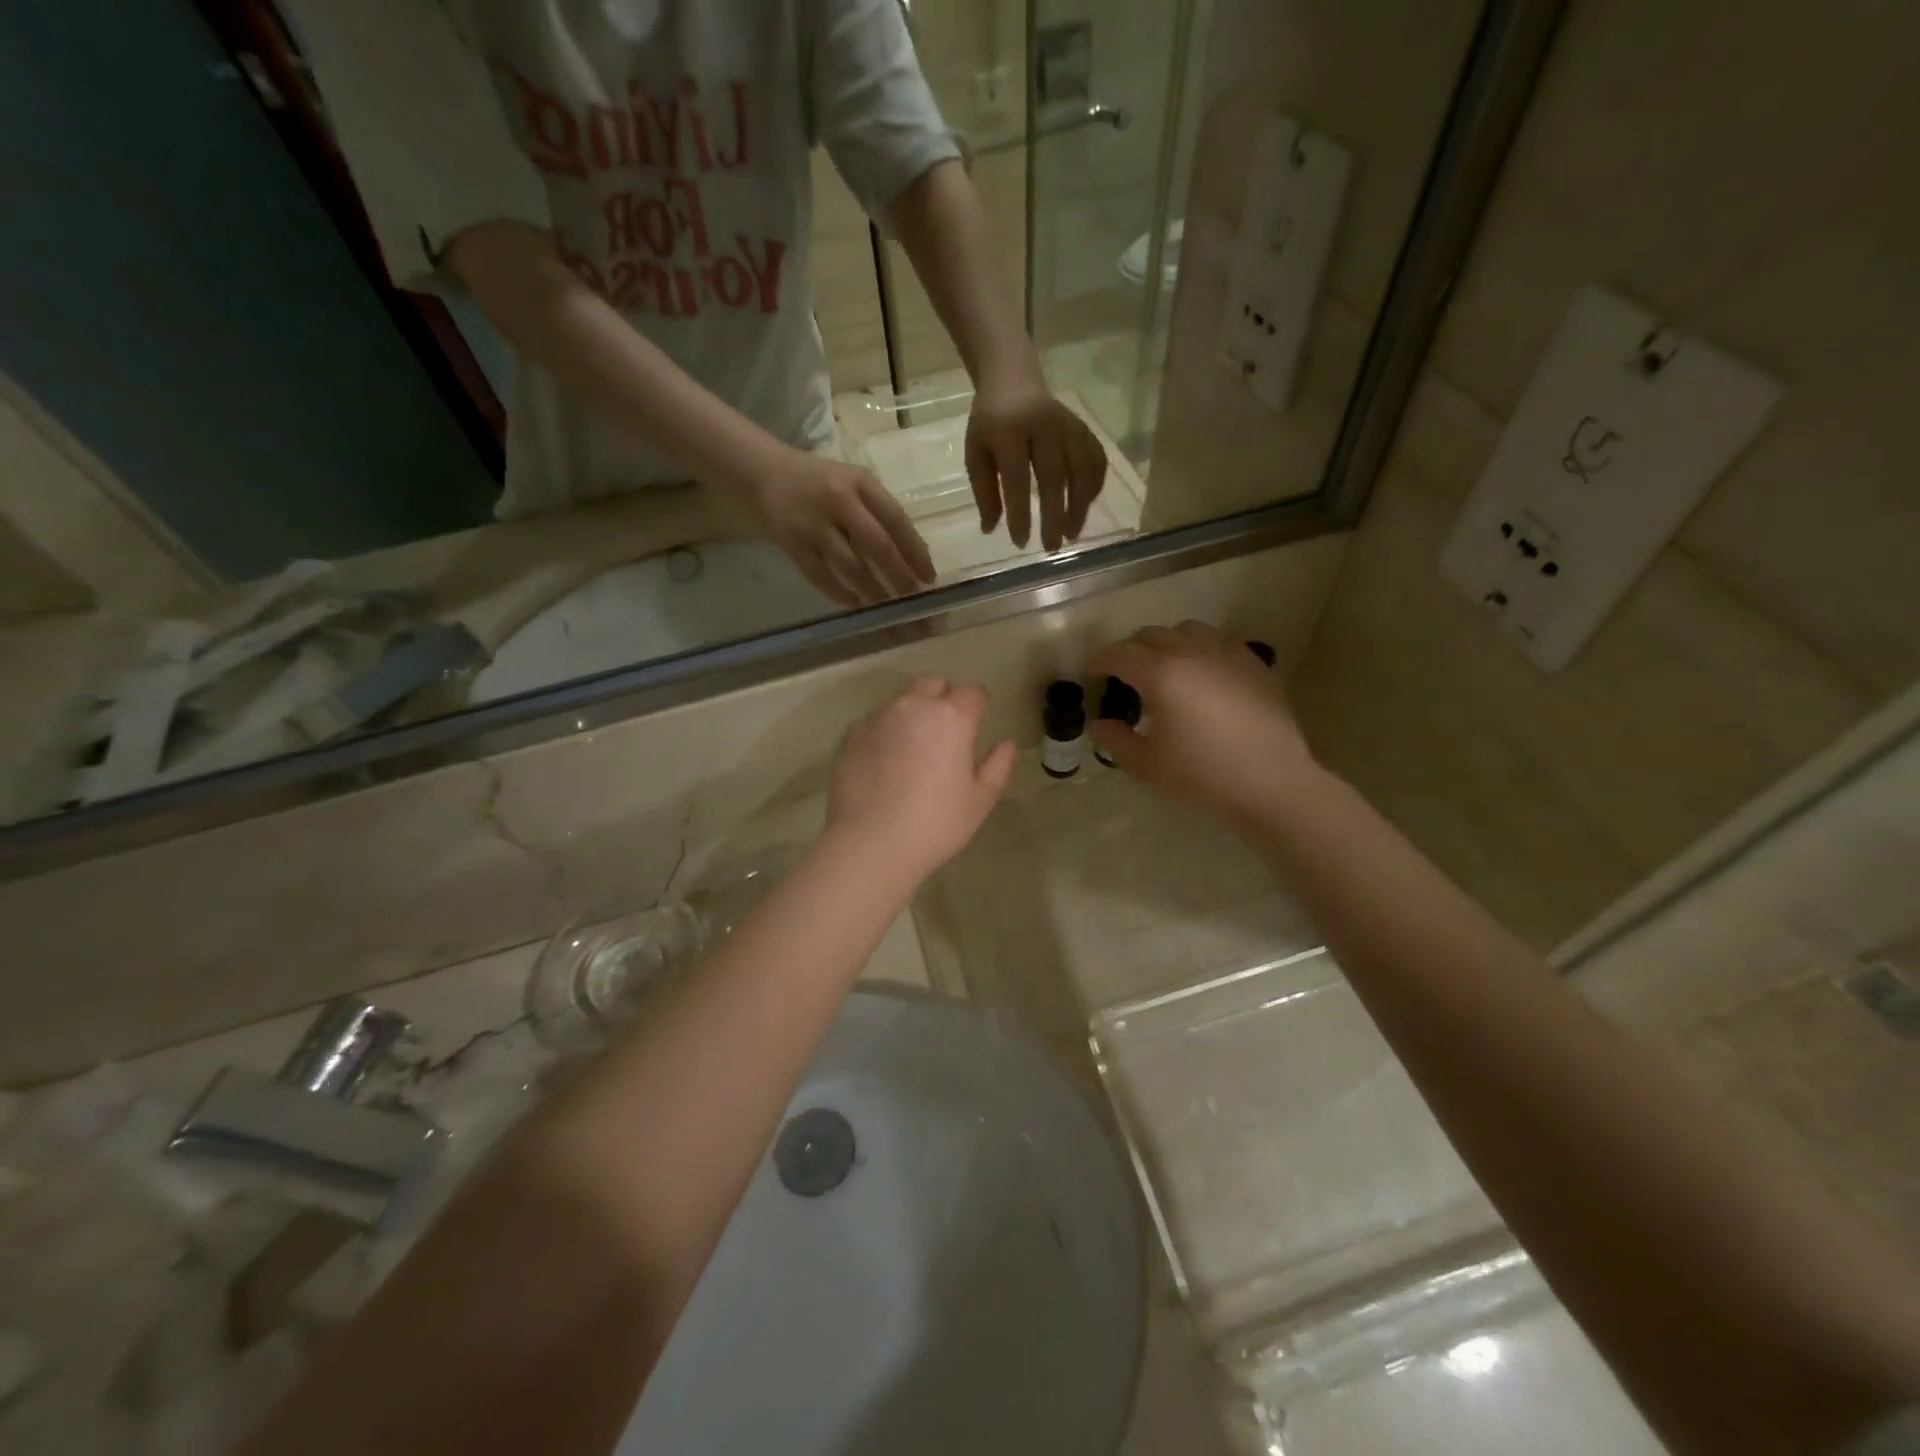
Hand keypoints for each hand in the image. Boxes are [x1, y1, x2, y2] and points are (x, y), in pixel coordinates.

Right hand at [741, 449, 936, 607]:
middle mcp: (838, 501)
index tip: (929, 576)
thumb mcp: (852, 482)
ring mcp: (813, 524)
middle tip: (912, 597)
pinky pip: (821, 577)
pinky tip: (856, 604)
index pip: (897, 521)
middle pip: (877, 545)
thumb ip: (877, 511)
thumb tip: (909, 557)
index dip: (916, 552)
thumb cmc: (818, 480)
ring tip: (887, 606)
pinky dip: (841, 594)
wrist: (762, 472)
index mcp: (860, 483)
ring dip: (873, 590)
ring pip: (851, 566)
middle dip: (899, 575)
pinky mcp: (792, 544)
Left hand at [826, 679, 1017, 882]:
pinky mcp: (850, 736)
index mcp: (951, 716)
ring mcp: (877, 718)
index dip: (979, 704)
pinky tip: (886, 760)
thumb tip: (1007, 744)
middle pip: (932, 685)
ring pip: (900, 700)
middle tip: (947, 730)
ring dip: (912, 712)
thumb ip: (998, 766)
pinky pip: (875, 722)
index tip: (979, 721)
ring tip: (914, 745)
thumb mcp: (980, 800)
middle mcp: (913, 706)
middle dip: (943, 698)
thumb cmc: (936, 823)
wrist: (870, 844)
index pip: (973, 693)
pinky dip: (885, 731)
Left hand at [965, 364, 1107, 551]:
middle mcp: (1043, 425)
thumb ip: (984, 491)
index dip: (1020, 512)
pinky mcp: (1083, 427)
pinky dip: (1094, 484)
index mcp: (1009, 431)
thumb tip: (990, 530)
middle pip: (1054, 476)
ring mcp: (1068, 424)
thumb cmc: (989, 424)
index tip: (1020, 542)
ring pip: (1081, 468)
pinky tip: (1087, 505)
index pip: (1017, 478)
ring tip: (1072, 534)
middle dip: (1055, 515)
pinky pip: (1095, 458)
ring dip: (1080, 505)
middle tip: (1051, 547)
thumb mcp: (976, 454)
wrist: (1013, 379)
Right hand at [1089, 621, 1315, 821]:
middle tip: (1126, 675)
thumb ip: (1115, 739)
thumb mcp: (1146, 764)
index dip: (1101, 661)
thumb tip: (1098, 723)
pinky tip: (1204, 676)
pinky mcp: (1254, 663)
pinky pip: (1219, 642)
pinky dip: (1201, 650)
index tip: (1093, 673)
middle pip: (1151, 635)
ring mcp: (1227, 653)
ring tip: (1167, 668)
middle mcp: (1191, 652)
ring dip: (1168, 643)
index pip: (1119, 654)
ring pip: (1188, 630)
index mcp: (1160, 674)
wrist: (1272, 782)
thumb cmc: (1201, 774)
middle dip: (1132, 650)